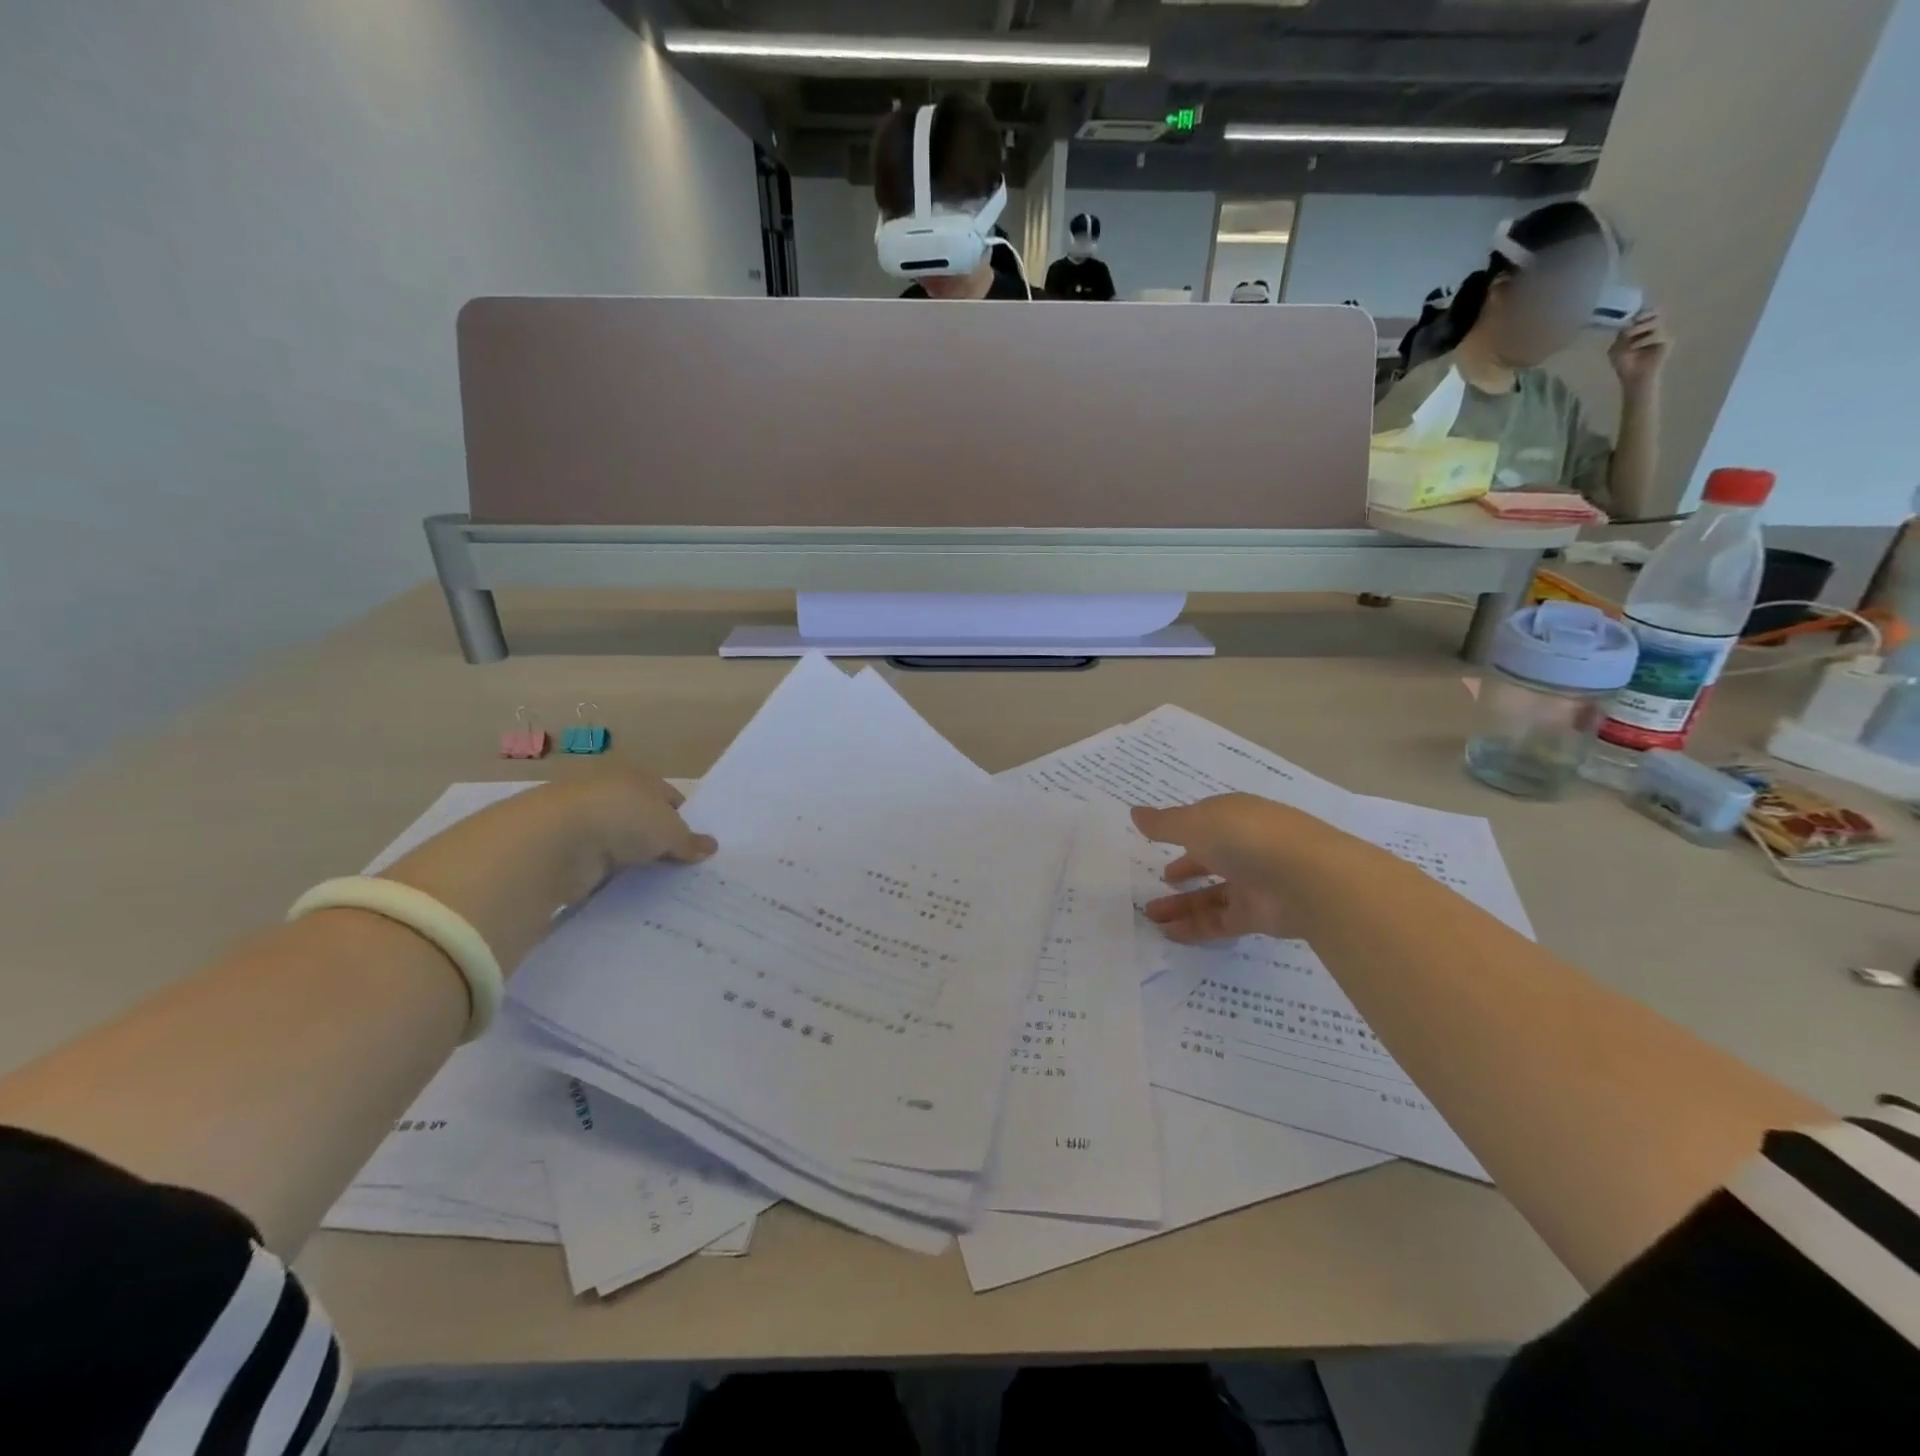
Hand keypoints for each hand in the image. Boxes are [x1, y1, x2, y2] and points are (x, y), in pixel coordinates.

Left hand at [546, 769, 717, 900]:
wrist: (556, 840)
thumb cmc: (623, 818)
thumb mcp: (670, 830)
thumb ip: (689, 840)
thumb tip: (711, 847)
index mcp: (637, 777)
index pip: (669, 798)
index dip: (686, 821)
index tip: (697, 847)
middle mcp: (610, 794)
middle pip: (644, 821)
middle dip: (660, 844)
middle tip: (684, 870)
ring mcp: (586, 823)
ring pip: (621, 845)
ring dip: (634, 862)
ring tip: (659, 887)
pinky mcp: (567, 852)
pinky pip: (599, 867)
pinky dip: (611, 879)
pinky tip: (628, 894)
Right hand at [1132, 793, 1370, 944]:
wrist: (1309, 880)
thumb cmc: (1246, 838)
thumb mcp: (1196, 823)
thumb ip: (1164, 823)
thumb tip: (1135, 812)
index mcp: (1234, 816)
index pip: (1205, 822)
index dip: (1182, 830)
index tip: (1158, 841)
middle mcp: (1246, 847)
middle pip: (1209, 859)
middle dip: (1182, 869)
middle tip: (1155, 882)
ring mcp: (1255, 882)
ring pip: (1212, 894)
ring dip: (1181, 904)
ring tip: (1150, 916)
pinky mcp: (1260, 915)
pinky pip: (1222, 921)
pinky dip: (1196, 927)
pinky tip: (1170, 934)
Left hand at [1608, 308, 1670, 391]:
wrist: (1632, 377)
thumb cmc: (1624, 363)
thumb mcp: (1616, 348)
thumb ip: (1621, 336)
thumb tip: (1627, 323)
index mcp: (1642, 328)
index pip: (1647, 313)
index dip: (1641, 311)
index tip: (1630, 315)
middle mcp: (1654, 328)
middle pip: (1656, 312)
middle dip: (1644, 315)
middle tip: (1634, 321)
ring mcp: (1662, 333)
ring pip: (1656, 322)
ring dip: (1640, 328)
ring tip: (1628, 337)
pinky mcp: (1667, 341)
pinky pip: (1658, 335)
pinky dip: (1644, 340)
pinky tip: (1635, 346)